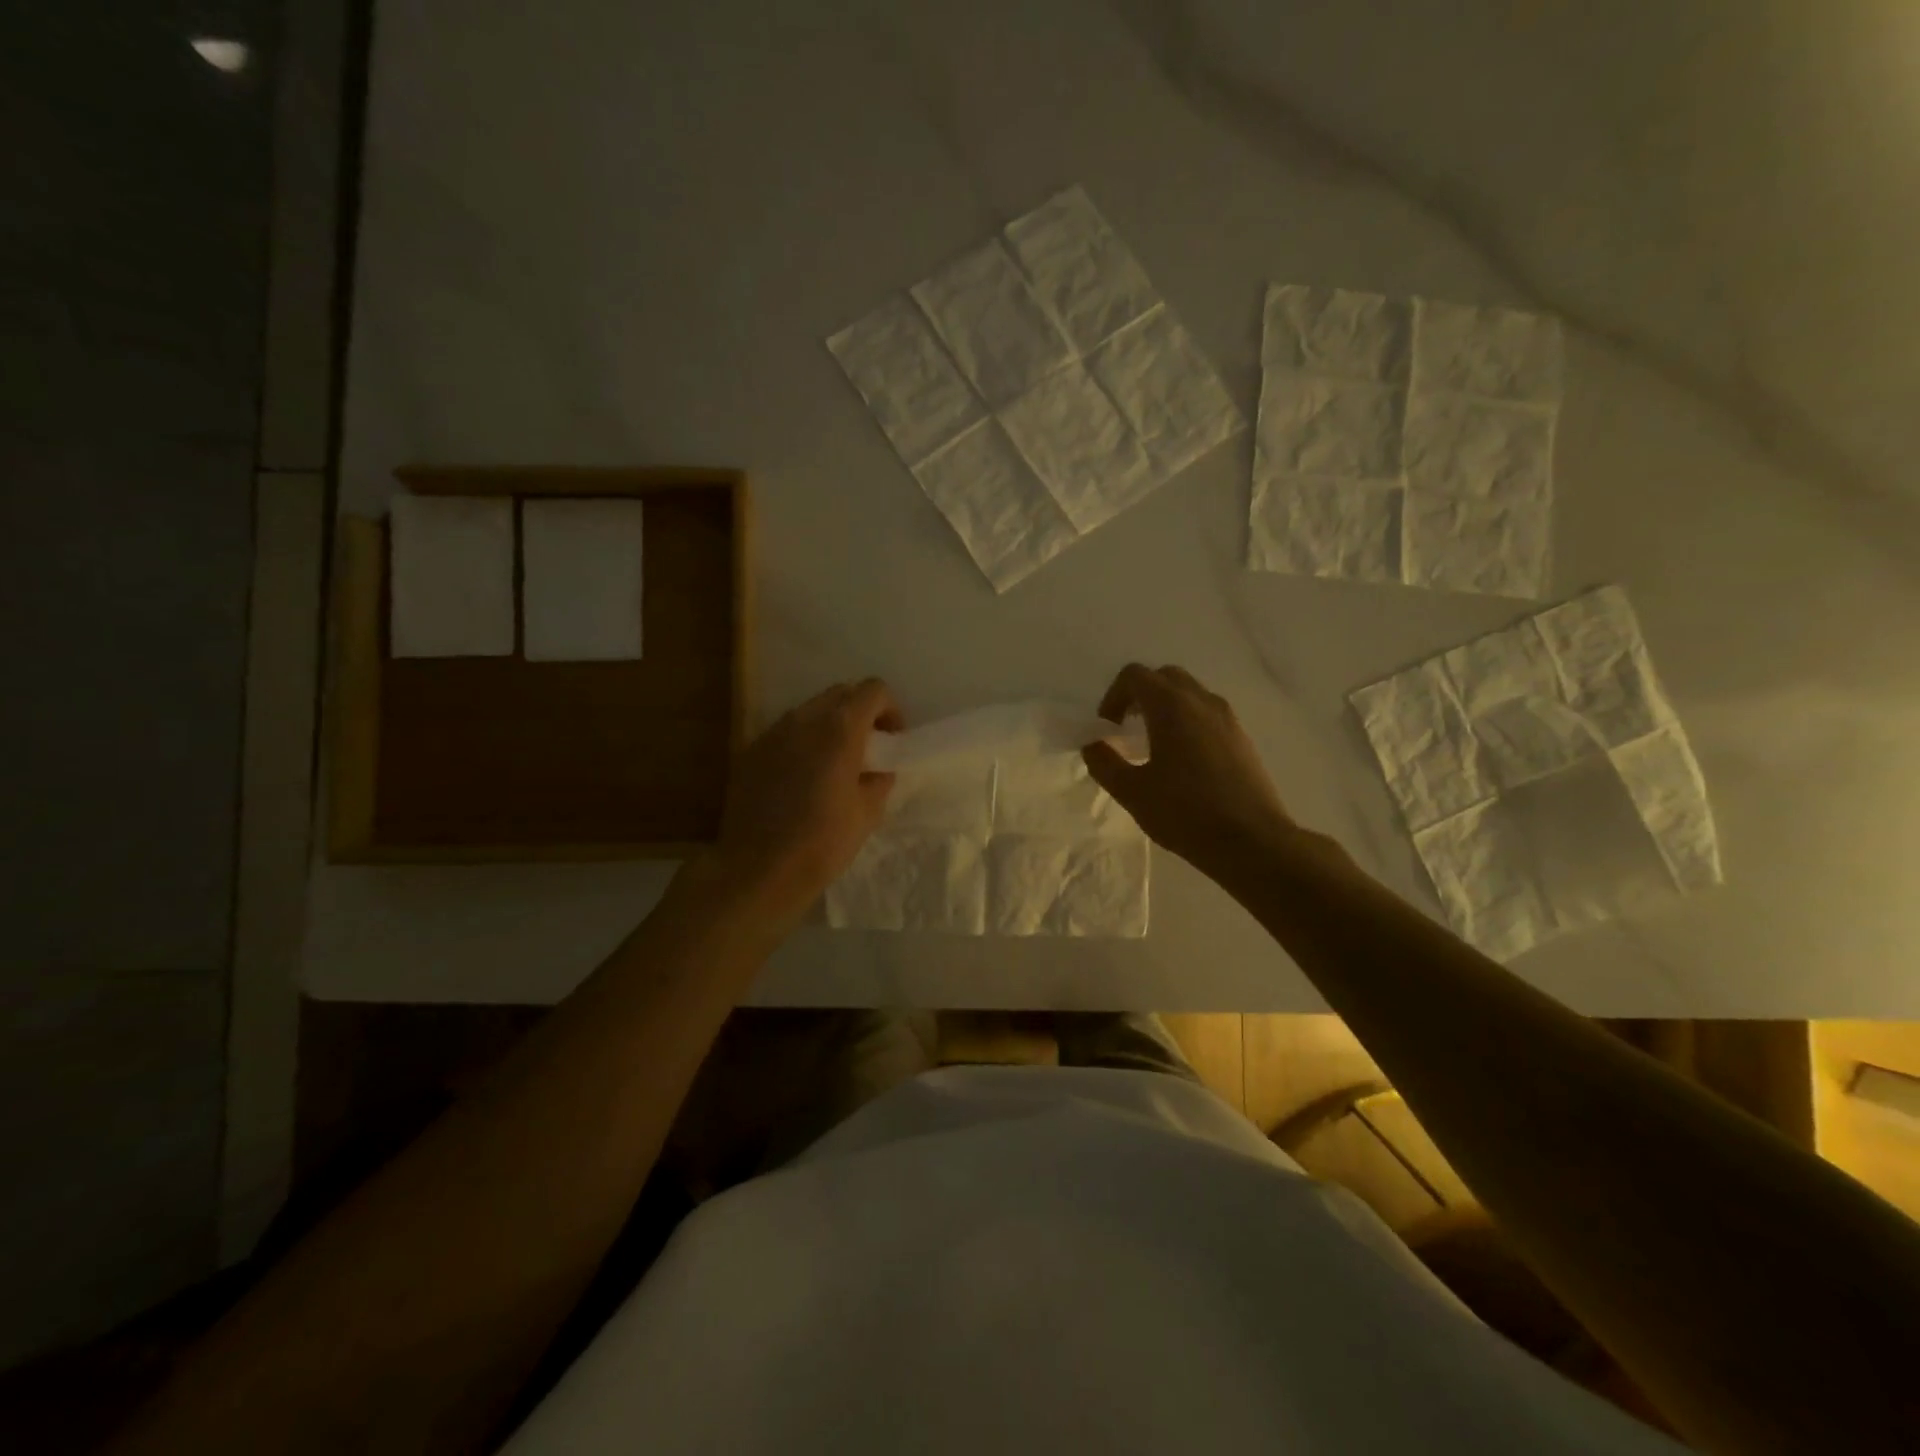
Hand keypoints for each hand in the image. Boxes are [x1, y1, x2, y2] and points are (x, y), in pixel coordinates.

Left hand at [711, 678, 901, 922]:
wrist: (759, 870)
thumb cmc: (823, 842)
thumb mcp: (868, 812)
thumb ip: (879, 779)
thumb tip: (877, 769)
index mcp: (840, 729)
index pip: (873, 690)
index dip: (890, 709)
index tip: (892, 740)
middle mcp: (804, 719)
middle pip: (840, 693)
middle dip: (859, 713)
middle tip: (867, 748)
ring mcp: (772, 733)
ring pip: (809, 711)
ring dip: (828, 726)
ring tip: (833, 764)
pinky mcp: (750, 752)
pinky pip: (784, 734)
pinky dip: (801, 743)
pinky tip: (802, 779)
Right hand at [1083, 664, 1293, 873]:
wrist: (1252, 842)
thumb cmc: (1185, 813)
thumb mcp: (1132, 792)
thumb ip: (1105, 763)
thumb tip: (1094, 745)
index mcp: (1171, 707)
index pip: (1135, 676)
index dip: (1113, 696)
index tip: (1108, 729)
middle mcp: (1201, 701)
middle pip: (1164, 677)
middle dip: (1140, 696)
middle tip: (1128, 729)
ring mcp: (1227, 718)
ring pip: (1190, 694)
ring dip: (1166, 708)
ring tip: (1154, 746)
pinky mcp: (1242, 738)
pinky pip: (1208, 714)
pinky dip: (1188, 722)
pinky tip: (1183, 762)